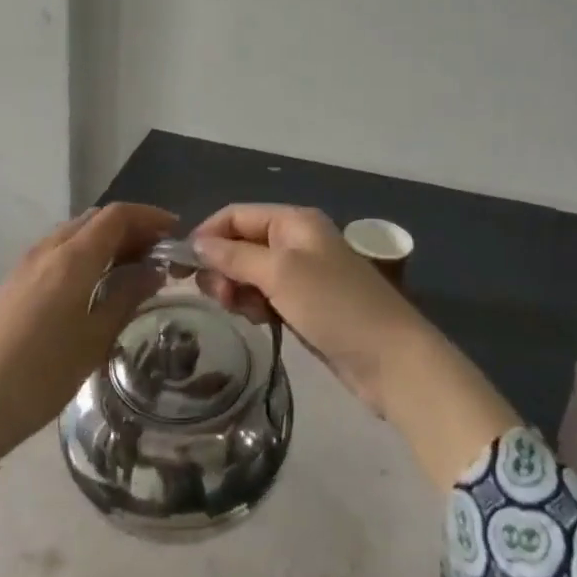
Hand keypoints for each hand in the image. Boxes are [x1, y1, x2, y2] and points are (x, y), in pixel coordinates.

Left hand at [0, 202, 176, 498]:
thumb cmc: (42, 374)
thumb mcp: (96, 338)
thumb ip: (127, 296)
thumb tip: (154, 270)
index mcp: (72, 257)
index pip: (117, 215)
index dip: (149, 217)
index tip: (175, 233)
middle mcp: (48, 249)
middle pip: (95, 219)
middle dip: (130, 228)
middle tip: (157, 254)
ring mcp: (26, 264)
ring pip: (75, 233)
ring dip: (106, 240)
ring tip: (131, 270)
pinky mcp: (14, 282)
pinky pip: (58, 251)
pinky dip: (85, 253)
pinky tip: (95, 284)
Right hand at [192, 203, 520, 486]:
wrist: (392, 360)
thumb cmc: (334, 306)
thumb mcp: (280, 274)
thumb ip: (235, 256)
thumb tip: (198, 242)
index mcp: (293, 221)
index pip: (235, 215)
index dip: (207, 235)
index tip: (185, 268)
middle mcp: (297, 241)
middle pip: (241, 243)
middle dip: (223, 267)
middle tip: (219, 298)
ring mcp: (303, 274)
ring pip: (251, 273)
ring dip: (237, 289)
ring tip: (243, 312)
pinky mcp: (306, 304)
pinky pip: (266, 296)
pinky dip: (255, 305)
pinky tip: (259, 321)